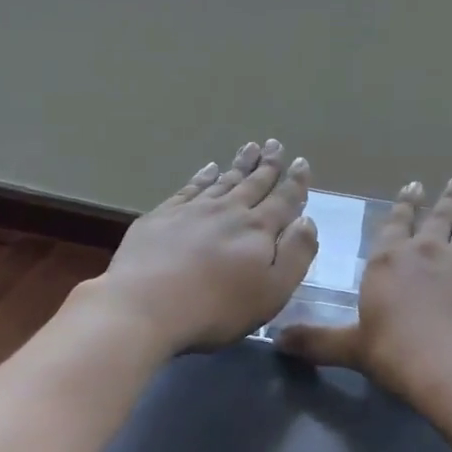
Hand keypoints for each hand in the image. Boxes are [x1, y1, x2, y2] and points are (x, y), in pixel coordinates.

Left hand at [90, 139, 317, 354]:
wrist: (145, 306)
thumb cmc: (217, 307)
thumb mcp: (273, 290)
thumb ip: (296, 253)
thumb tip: (306, 220)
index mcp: (259, 229)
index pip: (283, 200)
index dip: (295, 182)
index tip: (300, 162)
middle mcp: (229, 211)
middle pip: (254, 183)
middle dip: (268, 165)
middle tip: (275, 144)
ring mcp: (193, 210)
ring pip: (223, 180)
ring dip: (239, 164)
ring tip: (250, 147)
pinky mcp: (162, 217)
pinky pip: (189, 188)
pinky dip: (203, 176)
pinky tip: (208, 169)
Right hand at [277, 174, 451, 411]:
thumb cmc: (398, 355)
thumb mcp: (352, 349)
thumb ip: (317, 341)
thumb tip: (278, 341)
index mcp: (388, 261)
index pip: (396, 223)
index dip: (405, 204)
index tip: (415, 187)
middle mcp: (425, 249)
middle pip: (438, 216)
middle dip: (447, 196)